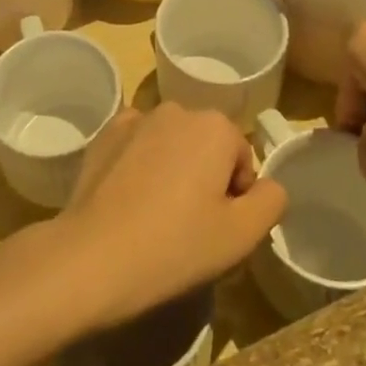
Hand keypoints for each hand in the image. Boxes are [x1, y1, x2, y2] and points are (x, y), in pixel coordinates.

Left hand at [51, 104, 286, 332]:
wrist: (94, 256)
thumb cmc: (177, 246)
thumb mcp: (242, 236)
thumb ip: (271, 201)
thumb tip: (268, 186)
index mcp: (215, 126)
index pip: (242, 160)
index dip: (237, 197)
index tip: (218, 228)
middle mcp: (177, 110)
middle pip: (206, 146)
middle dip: (205, 178)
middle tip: (190, 225)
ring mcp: (136, 118)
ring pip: (171, 144)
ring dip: (172, 169)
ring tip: (157, 216)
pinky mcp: (104, 134)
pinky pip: (137, 145)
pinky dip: (139, 164)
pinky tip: (129, 200)